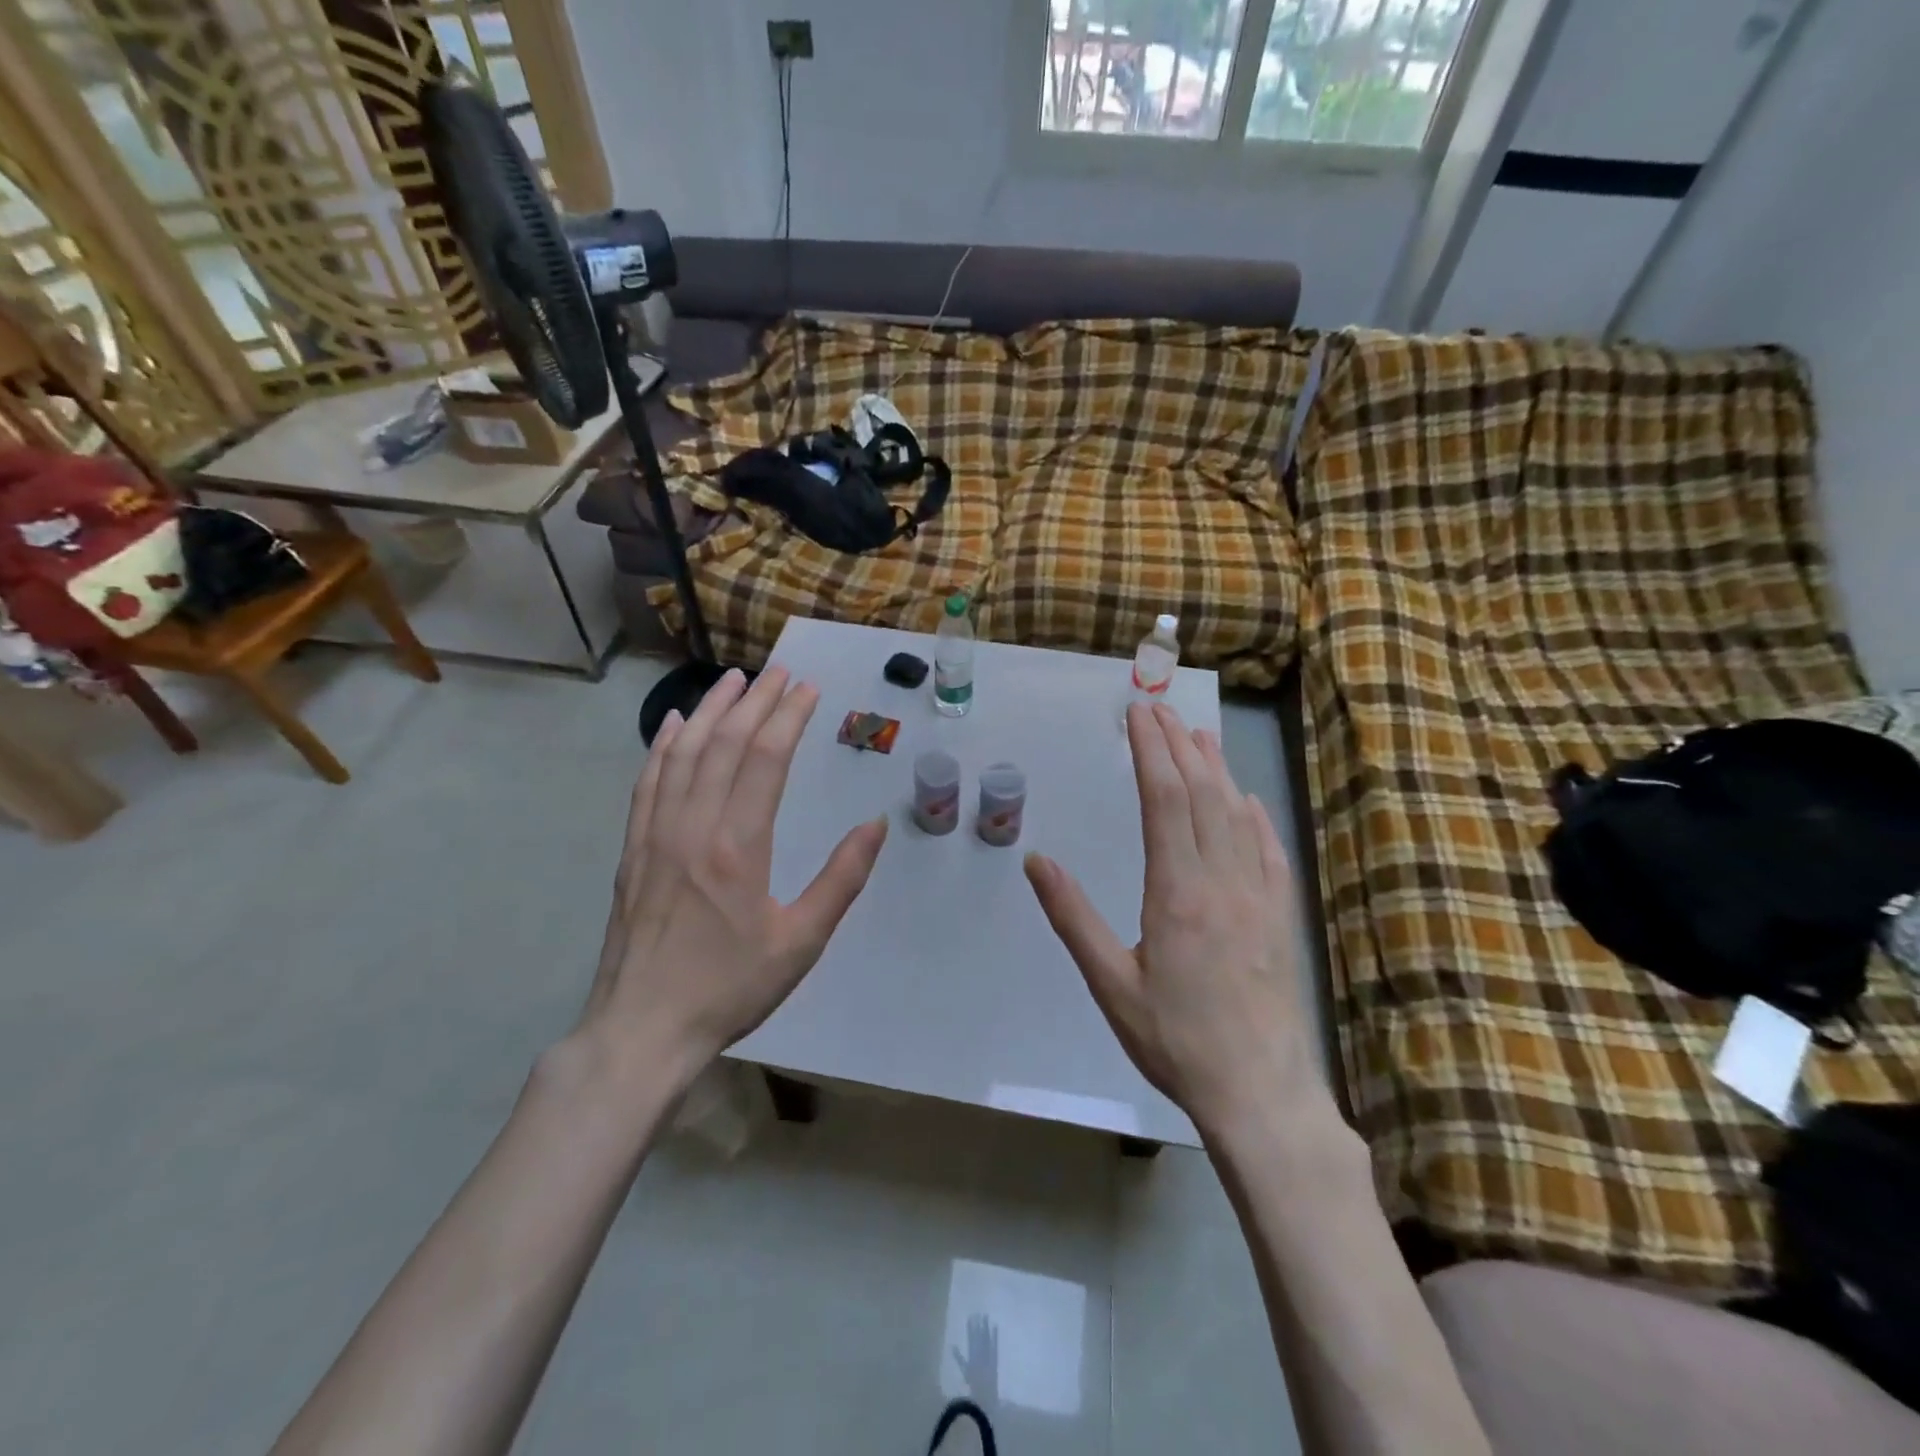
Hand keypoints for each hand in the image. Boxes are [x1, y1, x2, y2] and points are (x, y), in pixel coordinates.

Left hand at [581, 667, 887, 1081]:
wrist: (643, 1029)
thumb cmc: (730, 988)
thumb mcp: (801, 942)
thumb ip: (841, 879)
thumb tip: (874, 825)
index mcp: (738, 847)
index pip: (766, 760)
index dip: (788, 717)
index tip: (807, 689)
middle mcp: (693, 827)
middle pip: (725, 745)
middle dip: (754, 702)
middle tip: (778, 671)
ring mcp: (656, 835)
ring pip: (683, 754)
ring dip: (709, 711)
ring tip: (731, 680)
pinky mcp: (633, 850)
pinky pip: (648, 783)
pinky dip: (662, 747)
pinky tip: (673, 725)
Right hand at [1025, 702, 1310, 1136]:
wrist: (1259, 1092)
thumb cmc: (1175, 1040)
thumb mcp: (1110, 984)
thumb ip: (1073, 917)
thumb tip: (1036, 860)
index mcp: (1178, 892)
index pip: (1165, 800)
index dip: (1151, 751)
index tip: (1138, 715)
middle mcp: (1223, 880)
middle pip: (1202, 794)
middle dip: (1178, 745)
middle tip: (1159, 709)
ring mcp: (1259, 896)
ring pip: (1237, 814)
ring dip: (1215, 769)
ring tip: (1197, 734)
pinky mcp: (1281, 915)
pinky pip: (1268, 849)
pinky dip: (1253, 814)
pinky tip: (1246, 800)